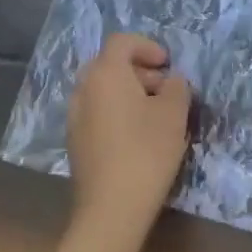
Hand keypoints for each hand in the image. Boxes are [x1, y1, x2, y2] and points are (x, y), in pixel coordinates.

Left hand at [67, 34, 192, 238]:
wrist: (111, 209)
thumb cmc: (146, 150)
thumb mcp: (174, 112)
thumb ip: (177, 86)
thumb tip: (171, 82)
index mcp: (106, 74)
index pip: (122, 42)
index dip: (147, 46)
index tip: (167, 65)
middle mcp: (84, 89)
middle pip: (110, 65)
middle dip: (139, 70)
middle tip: (164, 88)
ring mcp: (75, 117)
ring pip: (102, 90)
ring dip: (128, 92)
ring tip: (155, 115)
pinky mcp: (75, 143)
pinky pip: (97, 112)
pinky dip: (116, 112)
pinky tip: (138, 137)